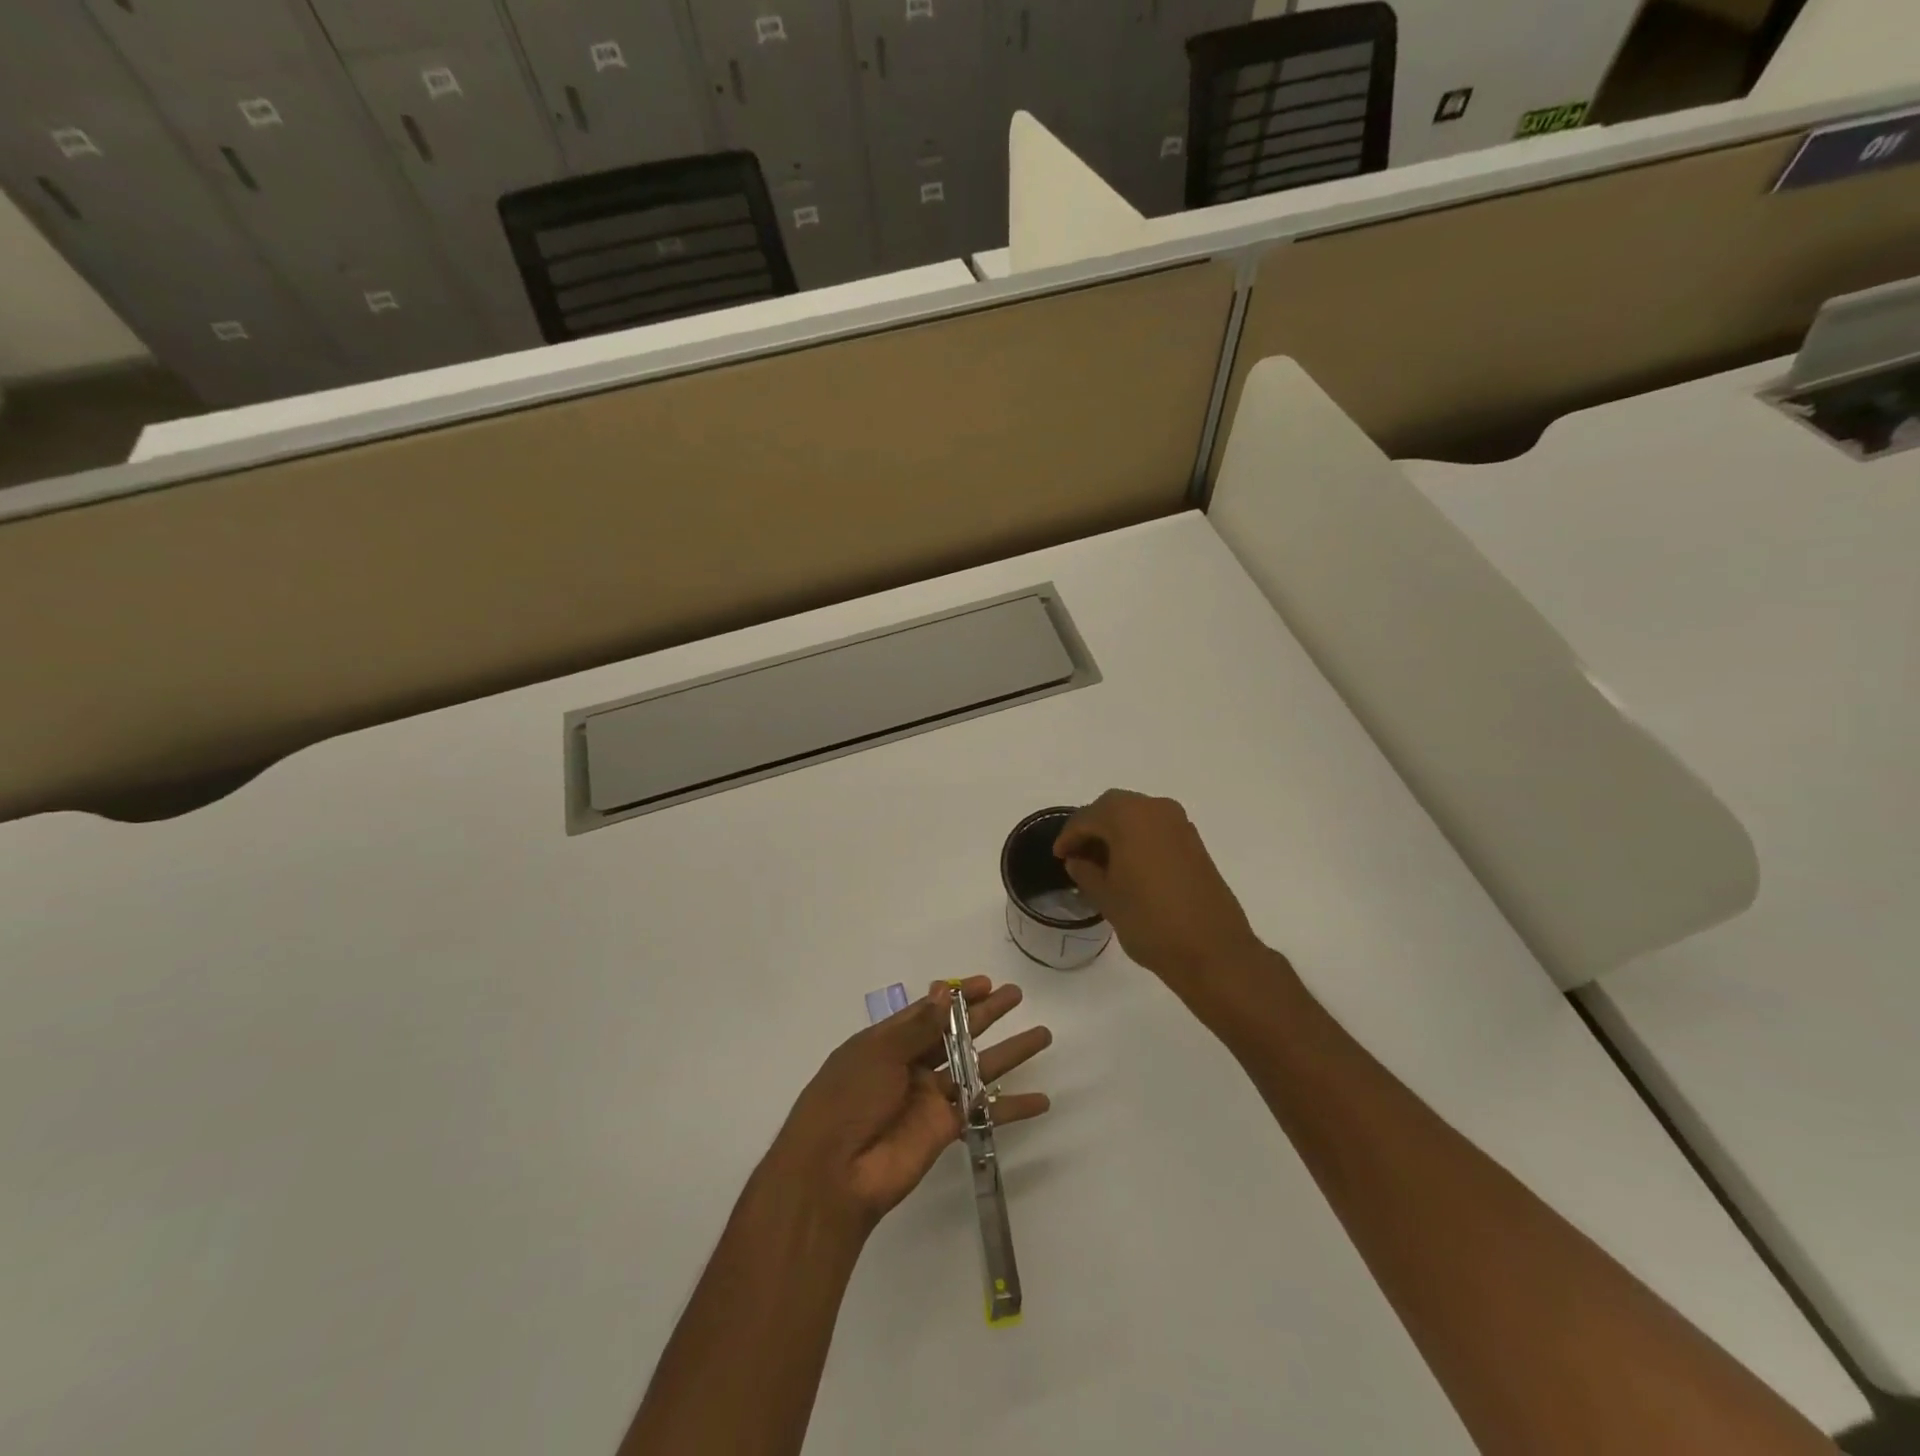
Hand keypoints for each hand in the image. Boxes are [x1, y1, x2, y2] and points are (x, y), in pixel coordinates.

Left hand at [766, 978, 1050, 1232]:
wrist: (834, 1172)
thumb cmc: (847, 1100)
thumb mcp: (877, 1053)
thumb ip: (917, 1027)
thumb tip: (945, 993)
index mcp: (888, 1041)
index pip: (929, 1011)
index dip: (957, 997)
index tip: (986, 983)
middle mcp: (911, 1065)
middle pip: (958, 1033)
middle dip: (987, 1014)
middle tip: (1016, 995)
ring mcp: (929, 1098)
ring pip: (978, 1067)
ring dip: (1010, 1053)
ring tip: (1042, 1035)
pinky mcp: (945, 1128)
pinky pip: (984, 1112)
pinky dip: (1012, 1107)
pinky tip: (1041, 1100)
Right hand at [1054, 790, 1266, 996]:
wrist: (1212, 950)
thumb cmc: (1150, 921)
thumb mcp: (1107, 898)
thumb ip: (1086, 873)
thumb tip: (1078, 861)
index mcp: (1128, 817)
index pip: (1087, 817)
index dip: (1069, 836)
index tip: (1059, 857)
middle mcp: (1156, 809)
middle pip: (1114, 807)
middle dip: (1092, 827)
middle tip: (1077, 855)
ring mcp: (1179, 824)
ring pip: (1137, 816)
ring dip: (1116, 832)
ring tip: (1101, 863)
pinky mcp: (1194, 842)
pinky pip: (1156, 829)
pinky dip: (1137, 839)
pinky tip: (1128, 867)